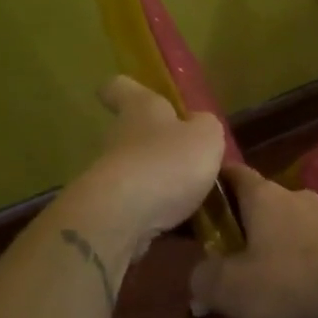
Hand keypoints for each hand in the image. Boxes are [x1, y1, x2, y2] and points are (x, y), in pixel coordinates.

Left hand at [86, 75, 226, 236]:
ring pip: (140, 174)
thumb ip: (205, 127)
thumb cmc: (168, 161)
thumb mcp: (206, 136)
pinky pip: (141, 209)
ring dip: (163, 185)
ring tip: (196, 201)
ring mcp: (111, 177)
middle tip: (191, 160)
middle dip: (159, 146)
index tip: (132, 94)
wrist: (124, 217)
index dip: (126, 90)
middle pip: (133, 134)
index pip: (120, 89)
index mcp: (141, 109)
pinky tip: (185, 228)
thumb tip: (197, 125)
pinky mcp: (111, 212)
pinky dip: (160, 217)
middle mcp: (119, 138)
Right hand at [190, 164, 317, 317]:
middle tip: (232, 253)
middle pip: (265, 202)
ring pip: (294, 225)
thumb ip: (205, 279)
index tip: (203, 196)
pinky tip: (303, 291)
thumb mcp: (231, 288)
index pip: (235, 174)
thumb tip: (198, 278)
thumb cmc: (289, 280)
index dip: (217, 182)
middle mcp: (296, 197)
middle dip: (248, 224)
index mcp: (263, 197)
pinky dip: (306, 262)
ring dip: (280, 244)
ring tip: (269, 278)